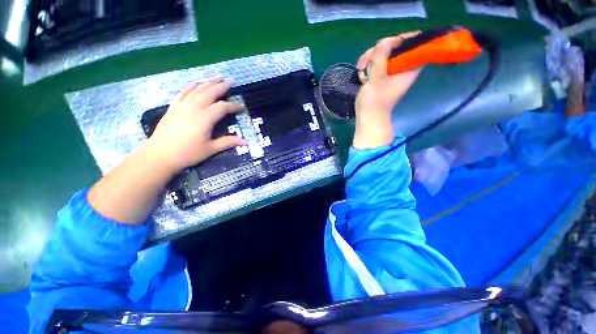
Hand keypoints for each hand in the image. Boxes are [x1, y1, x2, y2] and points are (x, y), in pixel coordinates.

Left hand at [144, 79, 245, 172]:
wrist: (160, 155)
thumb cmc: (188, 153)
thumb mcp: (211, 149)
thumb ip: (228, 142)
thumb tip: (245, 142)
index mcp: (205, 118)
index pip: (222, 107)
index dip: (233, 106)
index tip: (241, 107)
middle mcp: (194, 108)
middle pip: (210, 93)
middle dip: (222, 86)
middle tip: (231, 81)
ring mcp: (182, 106)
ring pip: (197, 90)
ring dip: (208, 83)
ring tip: (217, 77)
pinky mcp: (173, 107)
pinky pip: (183, 93)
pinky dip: (191, 86)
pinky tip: (196, 83)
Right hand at [353, 31, 421, 148]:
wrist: (367, 117)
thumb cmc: (375, 100)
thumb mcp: (377, 77)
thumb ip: (381, 57)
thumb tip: (386, 41)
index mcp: (408, 68)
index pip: (414, 45)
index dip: (402, 40)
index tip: (387, 44)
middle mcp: (401, 68)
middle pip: (394, 48)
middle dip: (378, 51)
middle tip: (367, 60)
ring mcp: (390, 73)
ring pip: (382, 55)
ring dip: (369, 59)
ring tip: (360, 70)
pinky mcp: (381, 77)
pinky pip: (375, 64)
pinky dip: (367, 67)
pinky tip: (360, 74)